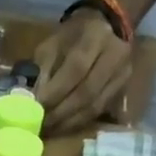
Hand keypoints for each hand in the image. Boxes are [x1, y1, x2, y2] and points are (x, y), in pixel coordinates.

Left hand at [32, 9, 132, 136]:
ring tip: (49, 129)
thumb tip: (32, 100)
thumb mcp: (52, 44)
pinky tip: (62, 126)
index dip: (55, 92)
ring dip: (68, 122)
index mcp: (95, 37)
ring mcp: (122, 74)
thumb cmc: (72, 36)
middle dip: (60, 112)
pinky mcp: (122, 89)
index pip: (76, 69)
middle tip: (41, 125)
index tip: (36, 107)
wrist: (106, 27)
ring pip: (93, 106)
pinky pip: (98, 111)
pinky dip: (78, 122)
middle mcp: (115, 54)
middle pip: (86, 92)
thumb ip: (43, 70)